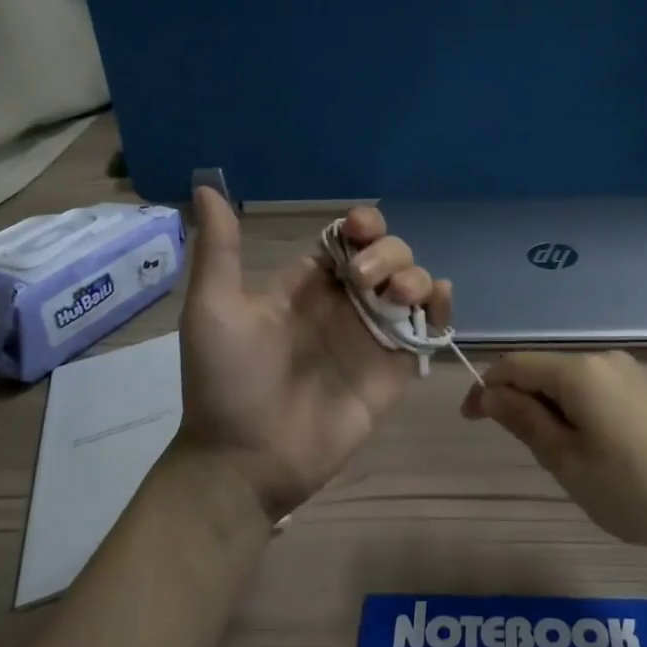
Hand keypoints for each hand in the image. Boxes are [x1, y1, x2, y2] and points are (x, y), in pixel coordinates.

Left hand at [176, 188, 451, 522]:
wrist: (246, 460)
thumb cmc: (226, 383)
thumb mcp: (214, 310)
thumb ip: (221, 250)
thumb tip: (206, 186)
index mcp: (307, 285)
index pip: (347, 238)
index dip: (361, 224)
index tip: (358, 228)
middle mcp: (345, 303)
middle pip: (387, 254)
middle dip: (387, 252)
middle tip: (362, 281)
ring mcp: (373, 335)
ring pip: (413, 283)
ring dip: (415, 274)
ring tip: (395, 295)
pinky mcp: (395, 368)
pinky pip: (429, 328)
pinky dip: (441, 307)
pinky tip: (436, 300)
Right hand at [462, 351, 646, 556]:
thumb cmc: (632, 488)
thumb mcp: (566, 460)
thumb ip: (523, 420)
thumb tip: (487, 394)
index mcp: (578, 370)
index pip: (514, 364)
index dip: (485, 388)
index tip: (470, 423)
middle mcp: (602, 358)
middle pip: (541, 370)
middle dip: (520, 403)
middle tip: (529, 454)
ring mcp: (627, 372)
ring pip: (566, 383)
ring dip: (548, 411)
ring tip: (563, 460)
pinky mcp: (643, 390)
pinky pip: (591, 391)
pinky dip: (574, 413)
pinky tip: (590, 451)